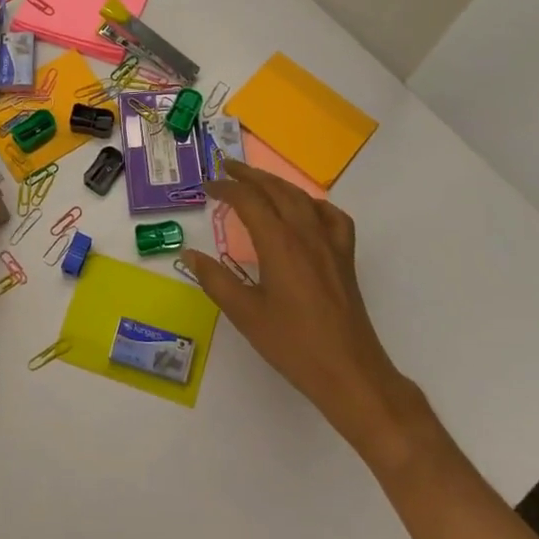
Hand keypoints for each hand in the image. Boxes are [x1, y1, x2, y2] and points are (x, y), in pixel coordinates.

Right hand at [183, 160, 423, 465]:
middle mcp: (306, 234)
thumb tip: (190, 254)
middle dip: (250, 175)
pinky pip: (332, 217)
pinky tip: (305, 211)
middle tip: (227, 168)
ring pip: (303, 198)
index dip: (227, 188)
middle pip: (277, 190)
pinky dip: (314, 205)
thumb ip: (216, 280)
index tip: (208, 186)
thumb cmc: (293, 344)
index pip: (249, 200)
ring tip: (258, 182)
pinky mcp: (345, 257)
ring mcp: (330, 243)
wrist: (348, 371)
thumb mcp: (245, 314)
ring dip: (278, 184)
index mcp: (279, 243)